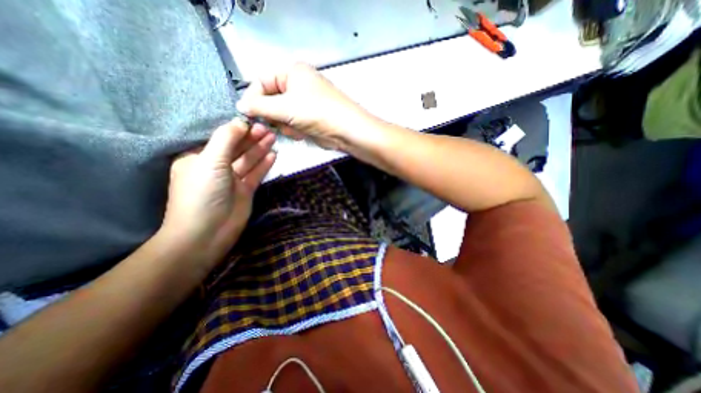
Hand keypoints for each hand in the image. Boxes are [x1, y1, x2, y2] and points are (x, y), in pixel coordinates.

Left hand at [159, 118, 276, 262]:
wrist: (207, 232)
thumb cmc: (202, 193)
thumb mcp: (210, 161)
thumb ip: (226, 139)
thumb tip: (240, 121)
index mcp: (199, 158)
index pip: (220, 139)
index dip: (237, 129)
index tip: (254, 121)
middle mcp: (215, 167)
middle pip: (237, 148)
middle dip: (252, 138)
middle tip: (268, 129)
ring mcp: (232, 180)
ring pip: (248, 160)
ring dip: (260, 149)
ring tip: (273, 138)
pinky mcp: (245, 190)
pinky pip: (256, 174)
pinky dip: (264, 164)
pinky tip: (273, 155)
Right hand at [236, 63, 374, 150]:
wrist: (346, 131)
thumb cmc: (317, 113)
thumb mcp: (285, 107)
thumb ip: (260, 107)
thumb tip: (241, 106)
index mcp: (292, 72)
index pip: (261, 82)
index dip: (253, 99)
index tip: (248, 115)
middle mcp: (298, 85)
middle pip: (271, 100)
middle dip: (275, 116)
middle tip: (281, 123)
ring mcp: (305, 102)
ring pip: (282, 115)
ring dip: (287, 125)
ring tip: (297, 128)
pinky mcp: (310, 118)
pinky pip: (293, 123)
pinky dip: (296, 130)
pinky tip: (303, 133)